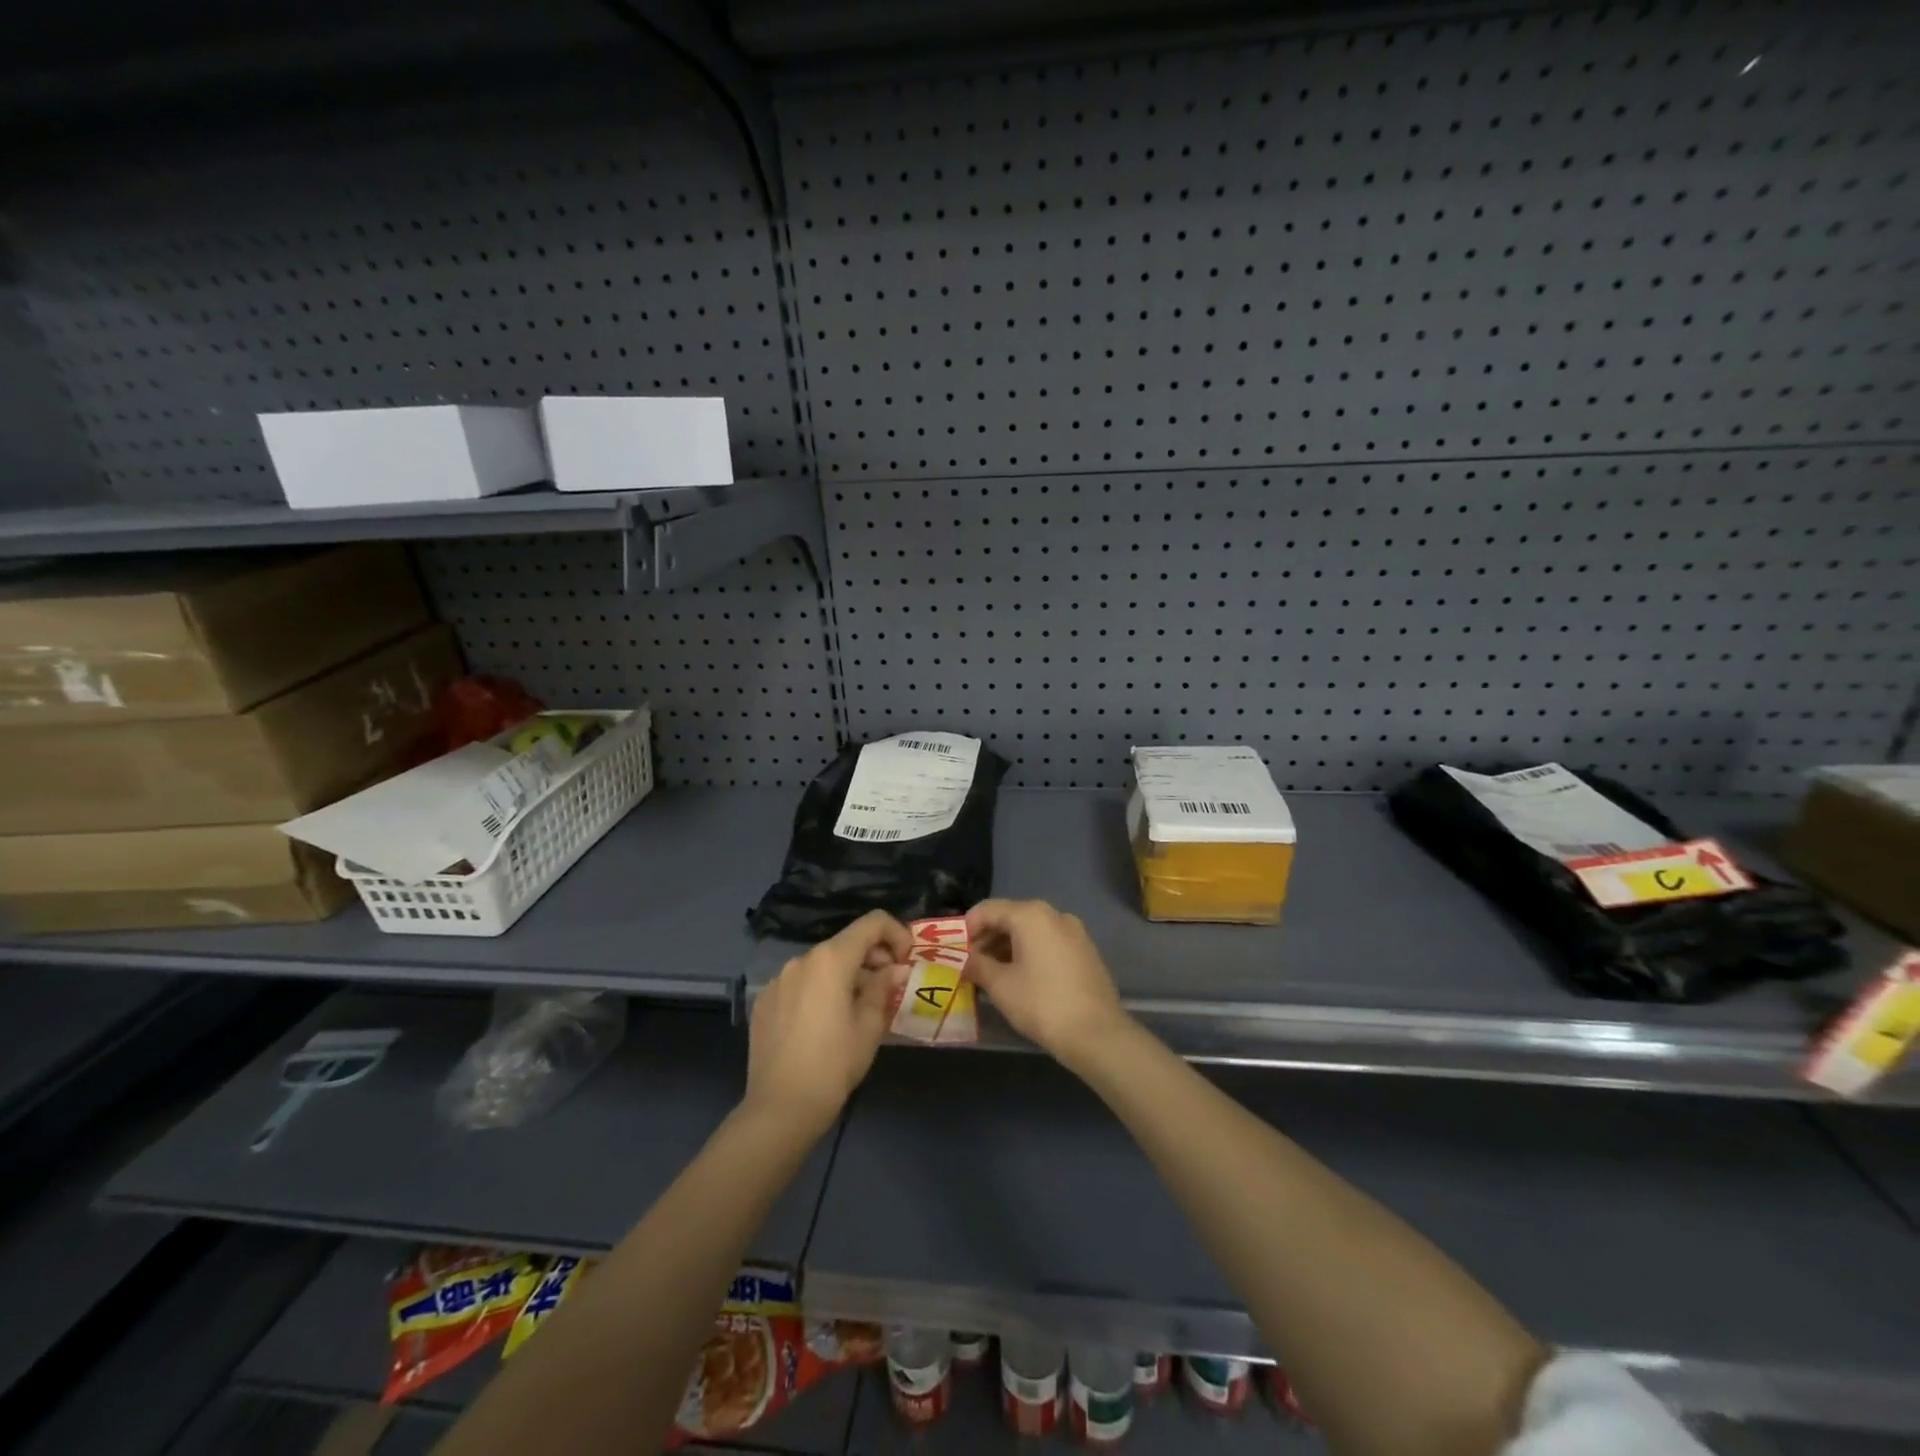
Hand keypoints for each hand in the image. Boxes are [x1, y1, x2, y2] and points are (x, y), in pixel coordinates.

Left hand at [745, 911, 912, 1137]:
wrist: (780, 1108)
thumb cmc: (834, 1065)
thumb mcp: (870, 1026)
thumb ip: (884, 988)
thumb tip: (896, 969)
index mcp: (831, 960)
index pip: (872, 923)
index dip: (896, 933)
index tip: (906, 960)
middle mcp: (801, 960)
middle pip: (845, 944)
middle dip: (872, 958)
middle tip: (887, 988)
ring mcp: (778, 980)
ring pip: (821, 965)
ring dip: (845, 976)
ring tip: (856, 1010)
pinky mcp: (764, 1001)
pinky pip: (800, 984)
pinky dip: (819, 991)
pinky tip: (823, 1024)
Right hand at [964, 899, 1128, 1068]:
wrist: (1097, 1033)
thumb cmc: (1042, 1004)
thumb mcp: (1000, 986)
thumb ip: (977, 965)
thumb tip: (964, 960)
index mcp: (1031, 915)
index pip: (988, 909)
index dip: (966, 928)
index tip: (954, 952)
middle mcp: (1054, 914)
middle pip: (1010, 917)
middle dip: (986, 939)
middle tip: (970, 966)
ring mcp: (1074, 931)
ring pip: (1030, 931)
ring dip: (1007, 948)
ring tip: (991, 975)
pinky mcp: (1085, 950)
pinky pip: (1048, 943)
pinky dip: (1029, 953)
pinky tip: (1020, 979)